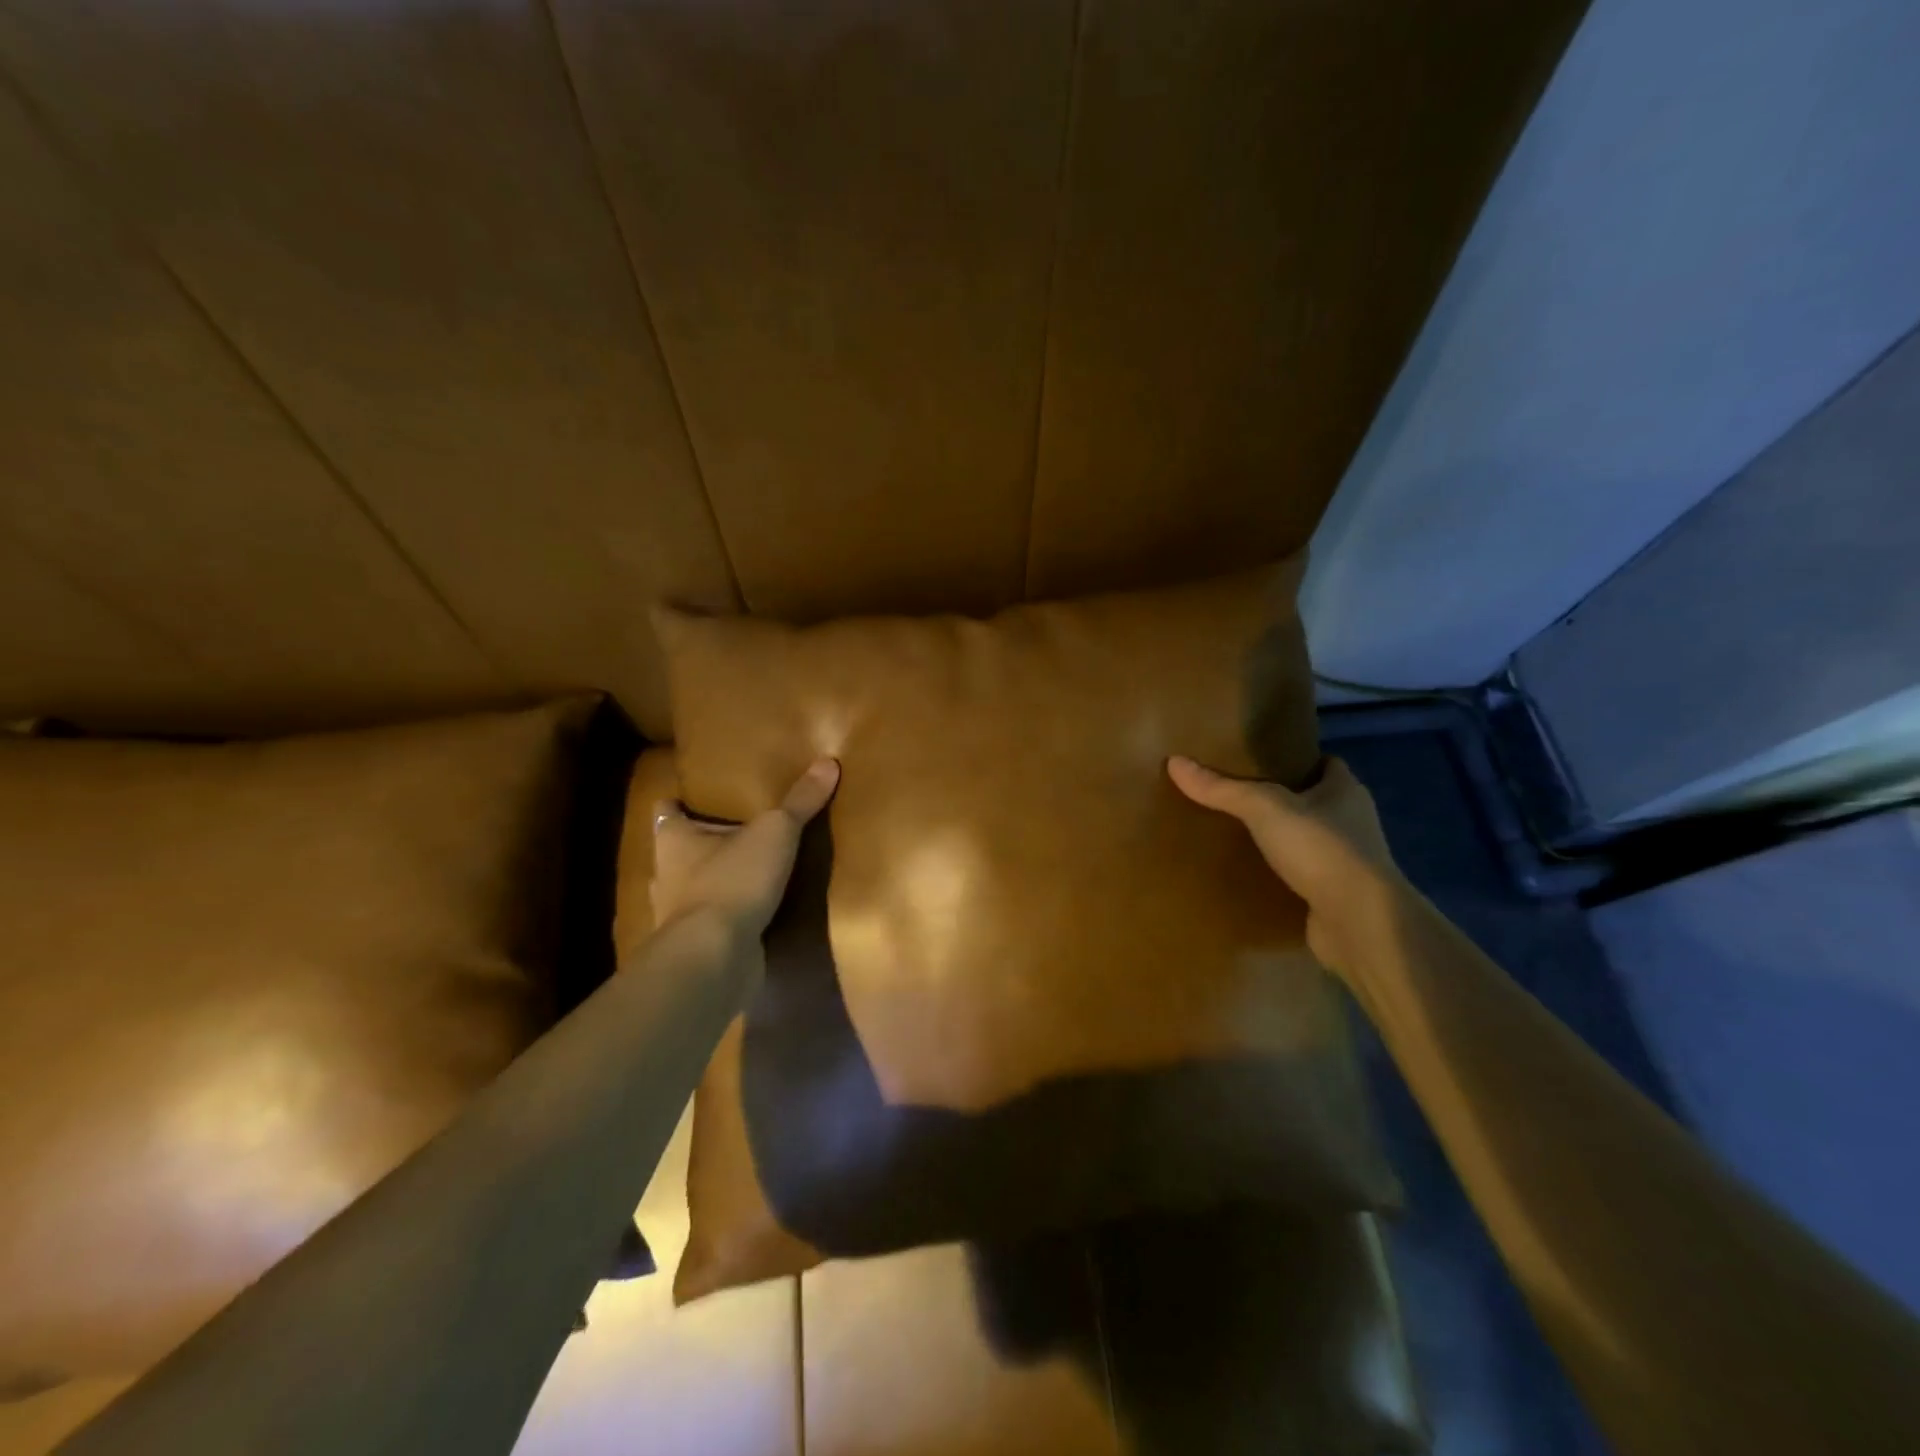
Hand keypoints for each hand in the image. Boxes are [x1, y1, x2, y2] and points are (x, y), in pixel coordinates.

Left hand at [650, 759, 839, 936]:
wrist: (715, 956)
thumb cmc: (732, 880)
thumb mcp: (775, 832)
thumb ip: (800, 801)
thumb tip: (828, 761)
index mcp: (673, 840)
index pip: (666, 812)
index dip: (678, 803)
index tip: (693, 797)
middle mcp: (666, 875)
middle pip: (678, 852)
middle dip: (701, 845)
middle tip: (735, 832)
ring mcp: (677, 916)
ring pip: (692, 889)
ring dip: (714, 883)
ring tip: (748, 873)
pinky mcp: (695, 947)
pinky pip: (711, 924)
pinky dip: (726, 918)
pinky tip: (752, 915)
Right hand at [1167, 754, 1402, 981]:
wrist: (1361, 924)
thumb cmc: (1321, 849)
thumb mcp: (1265, 809)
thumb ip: (1222, 788)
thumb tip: (1175, 762)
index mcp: (1346, 790)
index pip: (1324, 763)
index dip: (1295, 759)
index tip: (1258, 761)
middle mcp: (1352, 822)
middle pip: (1313, 801)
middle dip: (1280, 800)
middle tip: (1234, 796)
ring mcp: (1346, 862)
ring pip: (1307, 841)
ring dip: (1280, 840)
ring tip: (1234, 834)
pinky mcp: (1335, 897)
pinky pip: (1302, 877)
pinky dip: (1280, 875)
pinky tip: (1248, 874)